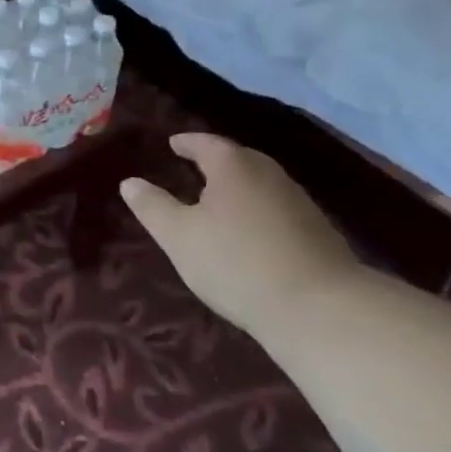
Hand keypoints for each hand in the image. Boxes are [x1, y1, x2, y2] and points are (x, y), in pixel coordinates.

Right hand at [120, 133, 360, 334]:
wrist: (320, 308)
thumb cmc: (236, 263)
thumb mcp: (179, 237)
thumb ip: (152, 206)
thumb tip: (130, 182)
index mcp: (233, 166)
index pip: (205, 143)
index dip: (186, 143)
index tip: (172, 144)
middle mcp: (268, 173)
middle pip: (237, 158)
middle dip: (214, 161)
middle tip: (192, 169)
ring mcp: (299, 201)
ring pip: (260, 183)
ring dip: (238, 186)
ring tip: (218, 200)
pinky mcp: (318, 231)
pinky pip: (277, 208)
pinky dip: (258, 210)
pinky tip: (250, 232)